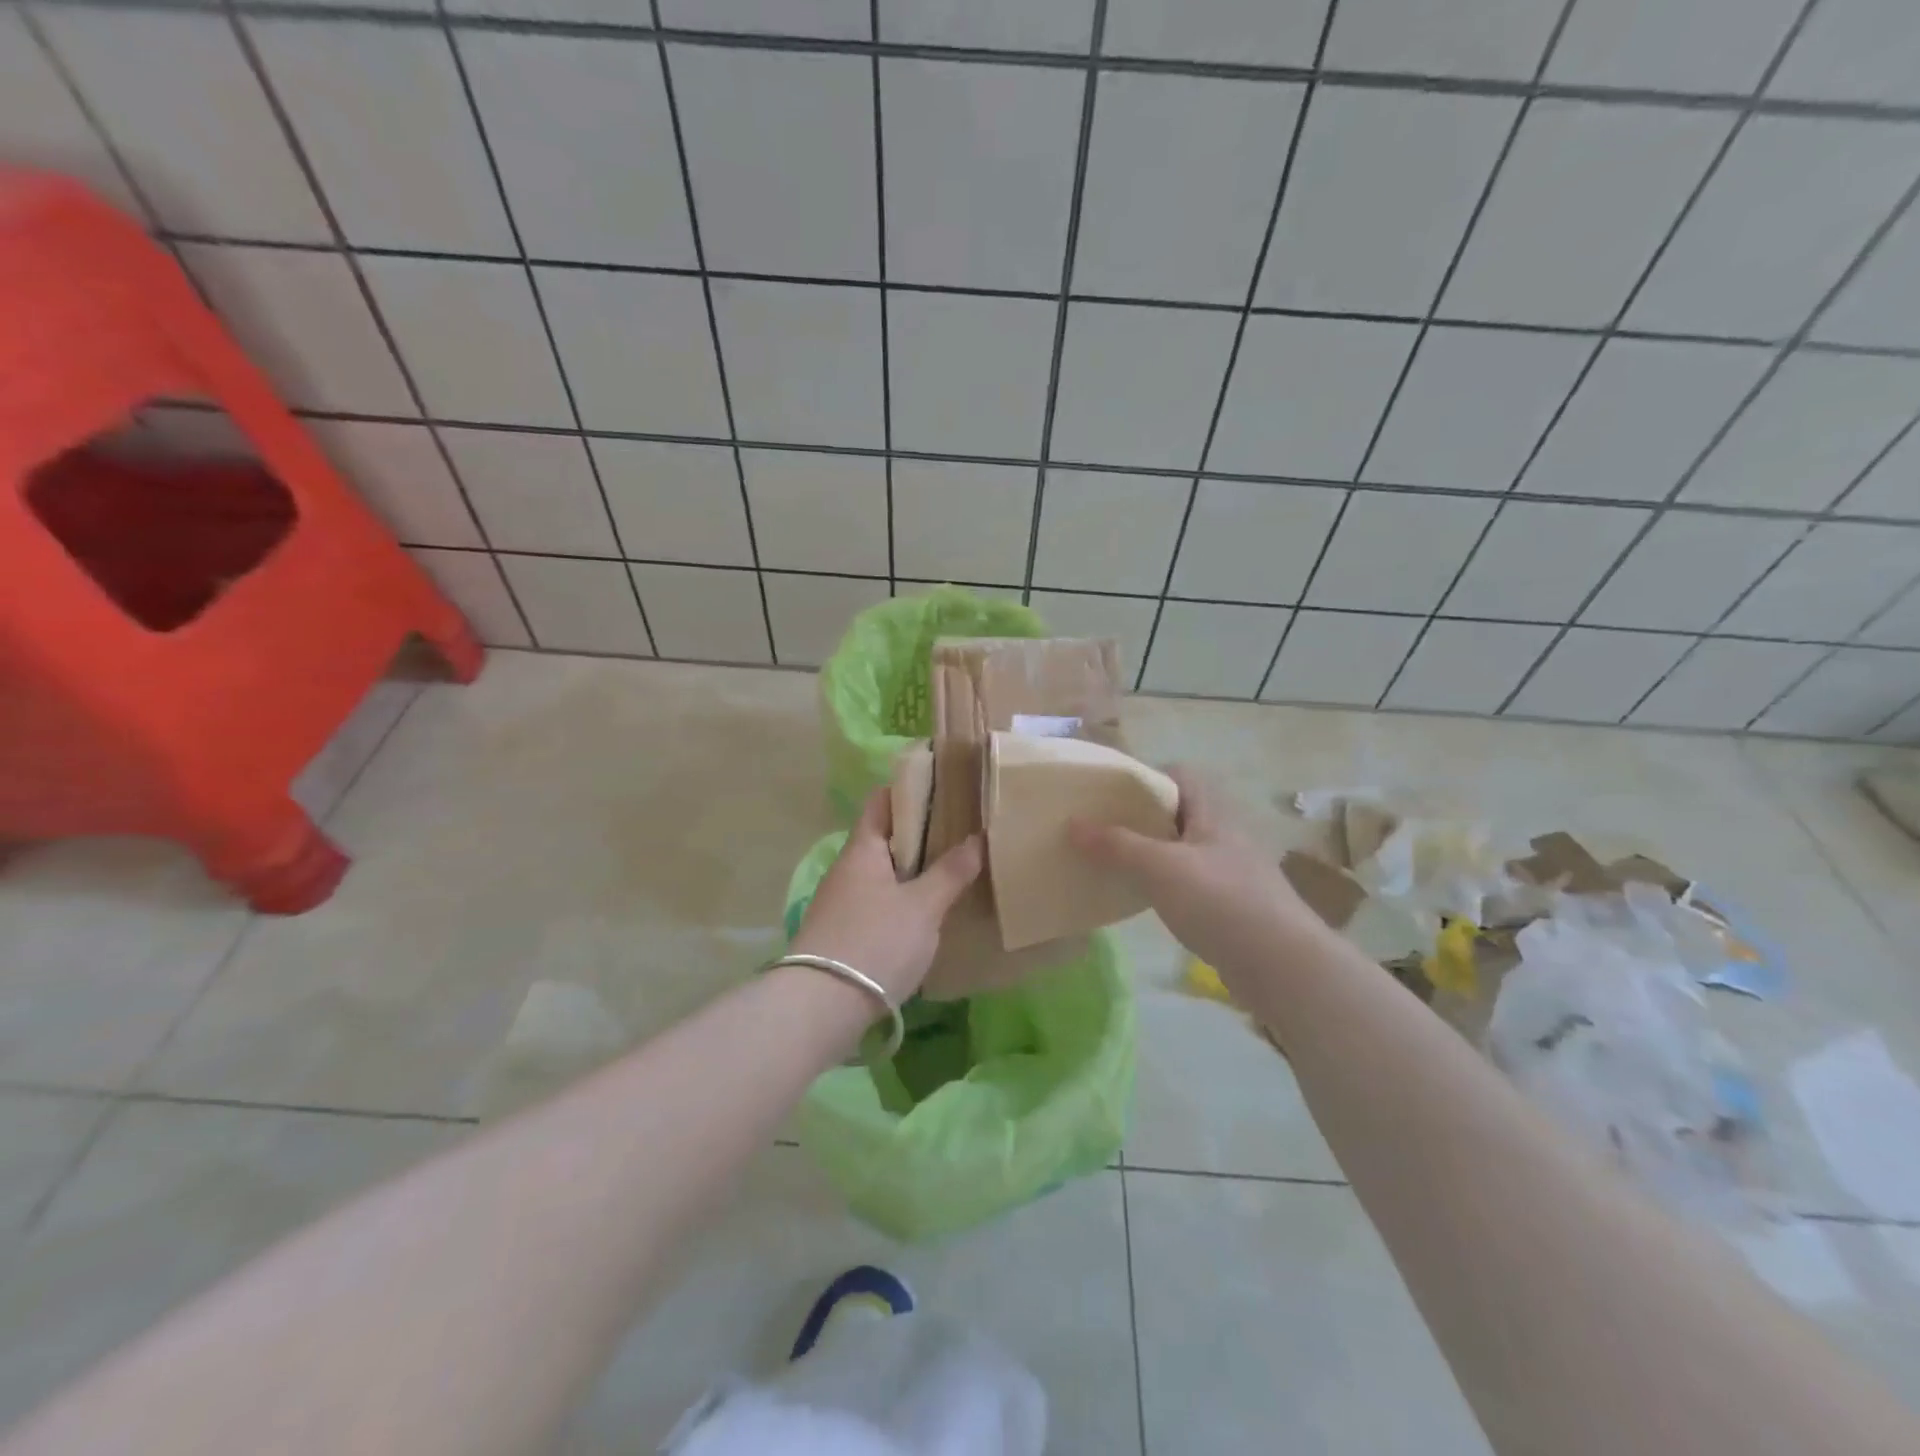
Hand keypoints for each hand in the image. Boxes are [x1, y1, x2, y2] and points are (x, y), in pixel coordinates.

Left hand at [790, 788, 982, 1002]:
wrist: (821, 1006)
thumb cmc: (876, 942)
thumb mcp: (922, 907)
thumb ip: (950, 872)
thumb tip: (977, 839)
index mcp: (862, 849)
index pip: (882, 800)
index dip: (912, 791)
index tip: (947, 790)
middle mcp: (847, 868)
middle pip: (885, 837)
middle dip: (922, 834)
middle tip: (963, 834)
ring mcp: (841, 901)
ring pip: (883, 872)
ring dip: (913, 870)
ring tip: (953, 872)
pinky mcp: (843, 931)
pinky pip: (878, 901)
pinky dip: (903, 899)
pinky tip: (927, 914)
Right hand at [1068, 766, 1321, 991]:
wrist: (1283, 967)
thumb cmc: (1221, 902)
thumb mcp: (1160, 867)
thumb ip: (1116, 844)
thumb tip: (1072, 824)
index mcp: (1213, 813)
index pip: (1180, 776)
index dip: (1146, 779)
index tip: (1110, 797)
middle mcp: (1224, 835)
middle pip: (1177, 814)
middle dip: (1140, 820)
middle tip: (1101, 831)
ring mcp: (1231, 872)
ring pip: (1182, 851)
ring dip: (1150, 855)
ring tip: (1113, 865)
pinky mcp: (1233, 907)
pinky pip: (1190, 884)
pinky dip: (1165, 887)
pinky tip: (1144, 902)